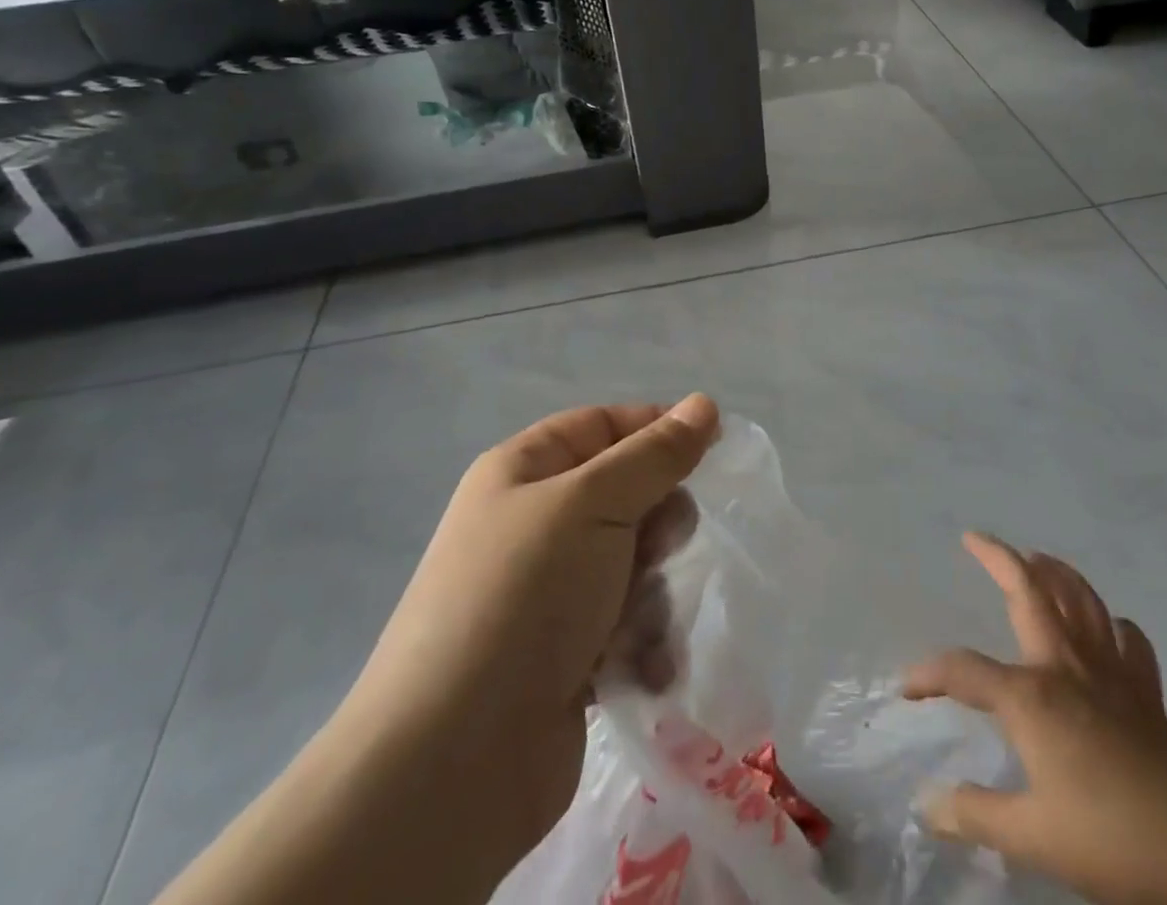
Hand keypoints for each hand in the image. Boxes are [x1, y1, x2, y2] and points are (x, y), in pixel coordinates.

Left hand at [339, 395, 719, 888]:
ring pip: (634, 562)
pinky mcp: (565, 657)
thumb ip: (656, 454)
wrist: (454, 763)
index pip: (603, 425)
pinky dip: (641, 642)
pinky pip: (626, 624)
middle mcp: (533, 525)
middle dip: (656, 522)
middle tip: (661, 547)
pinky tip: (640, 668)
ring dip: (650, 591)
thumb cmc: (526, 596)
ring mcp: (548, 594)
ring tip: (635, 625)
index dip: (656, 429)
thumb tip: (704, 403)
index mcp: (523, 472)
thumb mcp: (595, 503)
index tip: (712, 444)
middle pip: (626, 496)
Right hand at [904, 533, 1166, 904]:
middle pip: (1029, 593)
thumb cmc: (1108, 838)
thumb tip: (928, 806)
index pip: (964, 671)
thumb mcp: (1031, 837)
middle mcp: (1064, 666)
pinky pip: (1128, 641)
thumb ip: (975, 815)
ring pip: (1080, 600)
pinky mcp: (1143, 689)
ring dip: (1056, 572)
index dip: (930, 674)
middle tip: (975, 538)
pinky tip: (1108, 629)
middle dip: (998, 558)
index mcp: (1030, 696)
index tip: (907, 689)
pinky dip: (1115, 627)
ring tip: (1038, 558)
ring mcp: (1108, 671)